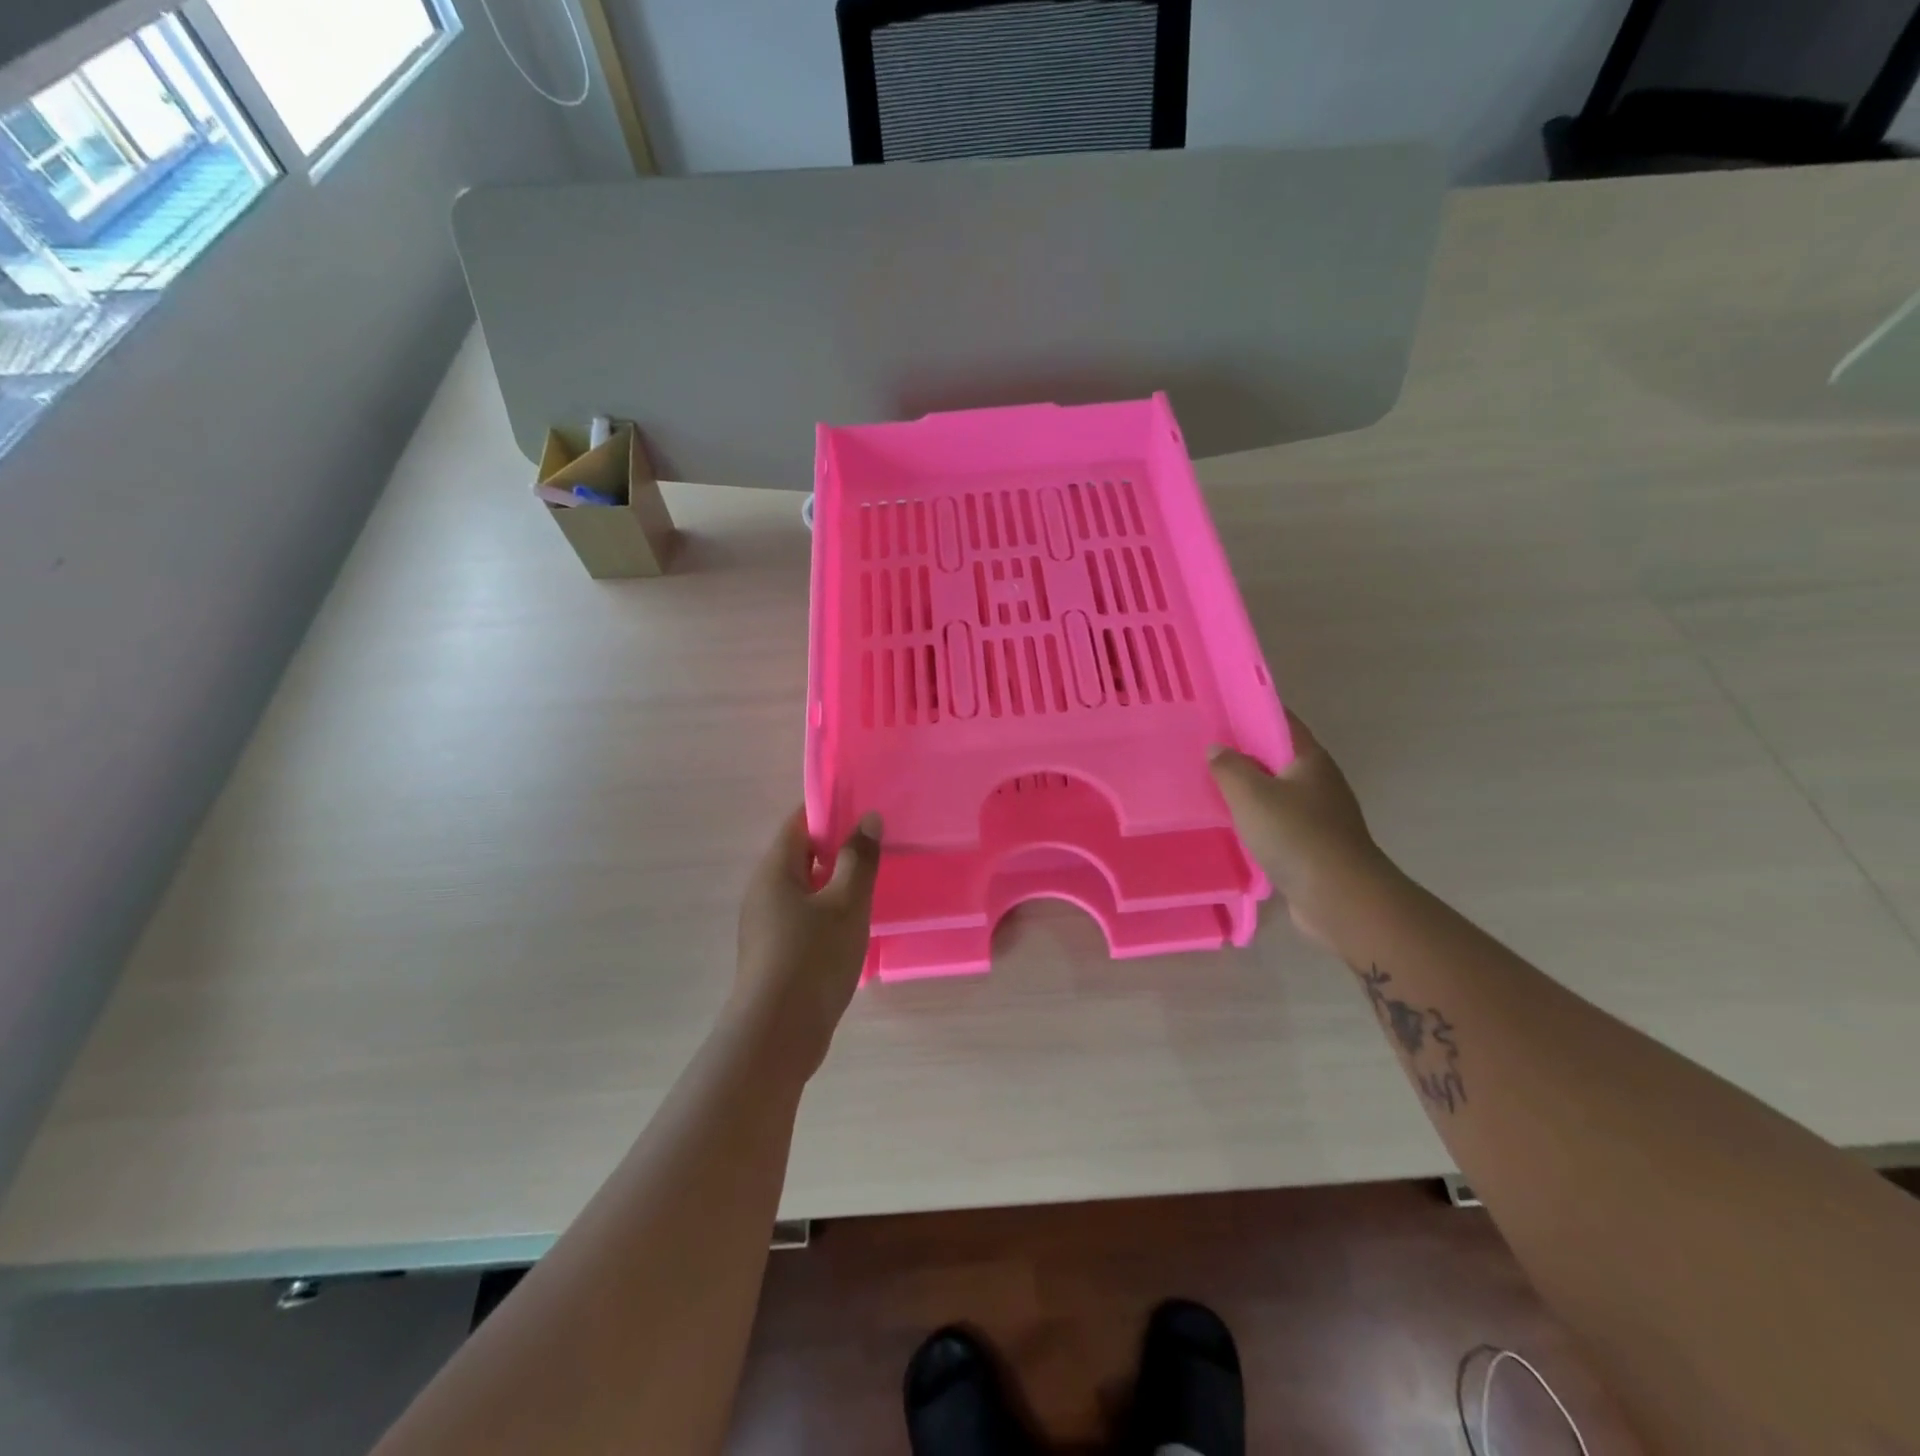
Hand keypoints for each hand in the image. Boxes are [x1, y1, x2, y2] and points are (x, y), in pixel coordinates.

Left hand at [731, 809, 882, 1080]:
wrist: (778, 1035)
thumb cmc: (813, 957)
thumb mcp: (847, 903)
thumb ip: (860, 858)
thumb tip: (867, 818)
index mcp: (774, 871)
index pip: (798, 823)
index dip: (829, 811)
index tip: (863, 809)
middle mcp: (763, 892)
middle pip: (800, 856)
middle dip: (837, 848)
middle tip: (877, 846)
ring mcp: (766, 926)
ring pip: (804, 890)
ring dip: (835, 883)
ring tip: (873, 884)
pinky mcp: (775, 954)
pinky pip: (804, 918)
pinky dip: (828, 912)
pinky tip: (854, 926)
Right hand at [1210, 715, 1393, 949]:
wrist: (1340, 898)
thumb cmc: (1296, 835)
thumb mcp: (1251, 795)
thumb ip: (1229, 768)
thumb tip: (1217, 748)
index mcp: (1310, 759)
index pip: (1281, 721)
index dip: (1251, 712)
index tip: (1218, 710)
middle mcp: (1319, 781)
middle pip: (1277, 757)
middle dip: (1243, 752)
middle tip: (1204, 750)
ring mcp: (1320, 815)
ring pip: (1276, 792)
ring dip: (1248, 790)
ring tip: (1209, 787)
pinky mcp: (1313, 845)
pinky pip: (1277, 822)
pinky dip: (1256, 820)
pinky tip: (1231, 826)